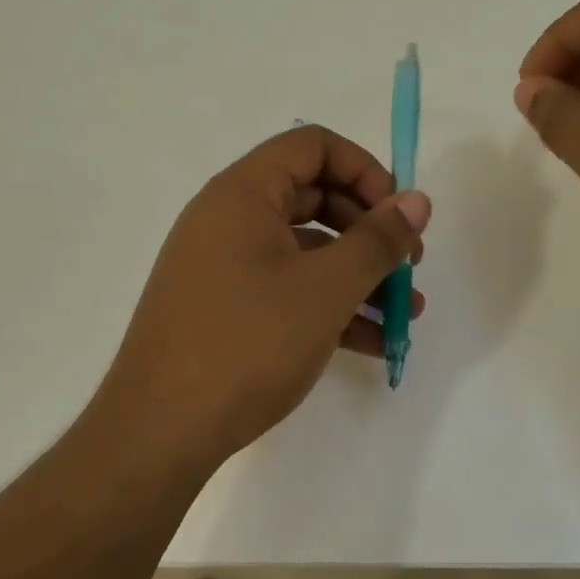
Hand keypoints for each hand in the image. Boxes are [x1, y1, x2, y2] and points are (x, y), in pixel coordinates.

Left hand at [97, 125, 429, 468]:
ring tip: (405, 314)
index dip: (366, 170)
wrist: (161, 431)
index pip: (313, 146)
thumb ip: (378, 241)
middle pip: (314, 198)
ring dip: (358, 276)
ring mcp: (224, 267)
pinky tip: (372, 342)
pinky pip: (287, 290)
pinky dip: (329, 307)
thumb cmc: (248, 344)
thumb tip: (418, 200)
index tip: (400, 215)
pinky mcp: (225, 310)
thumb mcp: (326, 289)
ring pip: (305, 252)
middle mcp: (228, 220)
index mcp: (243, 194)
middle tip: (409, 266)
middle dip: (370, 230)